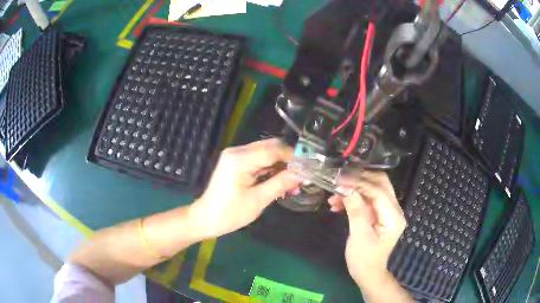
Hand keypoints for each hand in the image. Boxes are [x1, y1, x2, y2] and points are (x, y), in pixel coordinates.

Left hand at [189, 138, 299, 239]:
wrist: (206, 218)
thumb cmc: (230, 213)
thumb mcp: (258, 200)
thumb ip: (280, 183)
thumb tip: (302, 174)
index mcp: (240, 159)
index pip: (273, 150)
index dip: (293, 156)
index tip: (309, 165)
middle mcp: (237, 151)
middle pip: (269, 147)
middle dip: (287, 158)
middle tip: (302, 173)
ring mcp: (234, 155)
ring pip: (265, 152)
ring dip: (279, 163)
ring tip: (293, 179)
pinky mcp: (235, 162)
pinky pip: (257, 159)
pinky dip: (270, 167)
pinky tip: (279, 178)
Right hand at [328, 171, 405, 285]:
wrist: (367, 273)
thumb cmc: (364, 259)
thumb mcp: (359, 236)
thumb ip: (355, 211)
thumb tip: (346, 188)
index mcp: (393, 217)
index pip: (379, 191)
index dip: (360, 183)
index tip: (340, 180)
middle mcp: (394, 210)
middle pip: (380, 184)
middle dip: (359, 180)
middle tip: (339, 182)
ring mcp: (387, 211)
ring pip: (372, 189)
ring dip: (354, 190)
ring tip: (333, 197)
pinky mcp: (378, 214)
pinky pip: (367, 199)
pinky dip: (353, 199)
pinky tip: (337, 205)